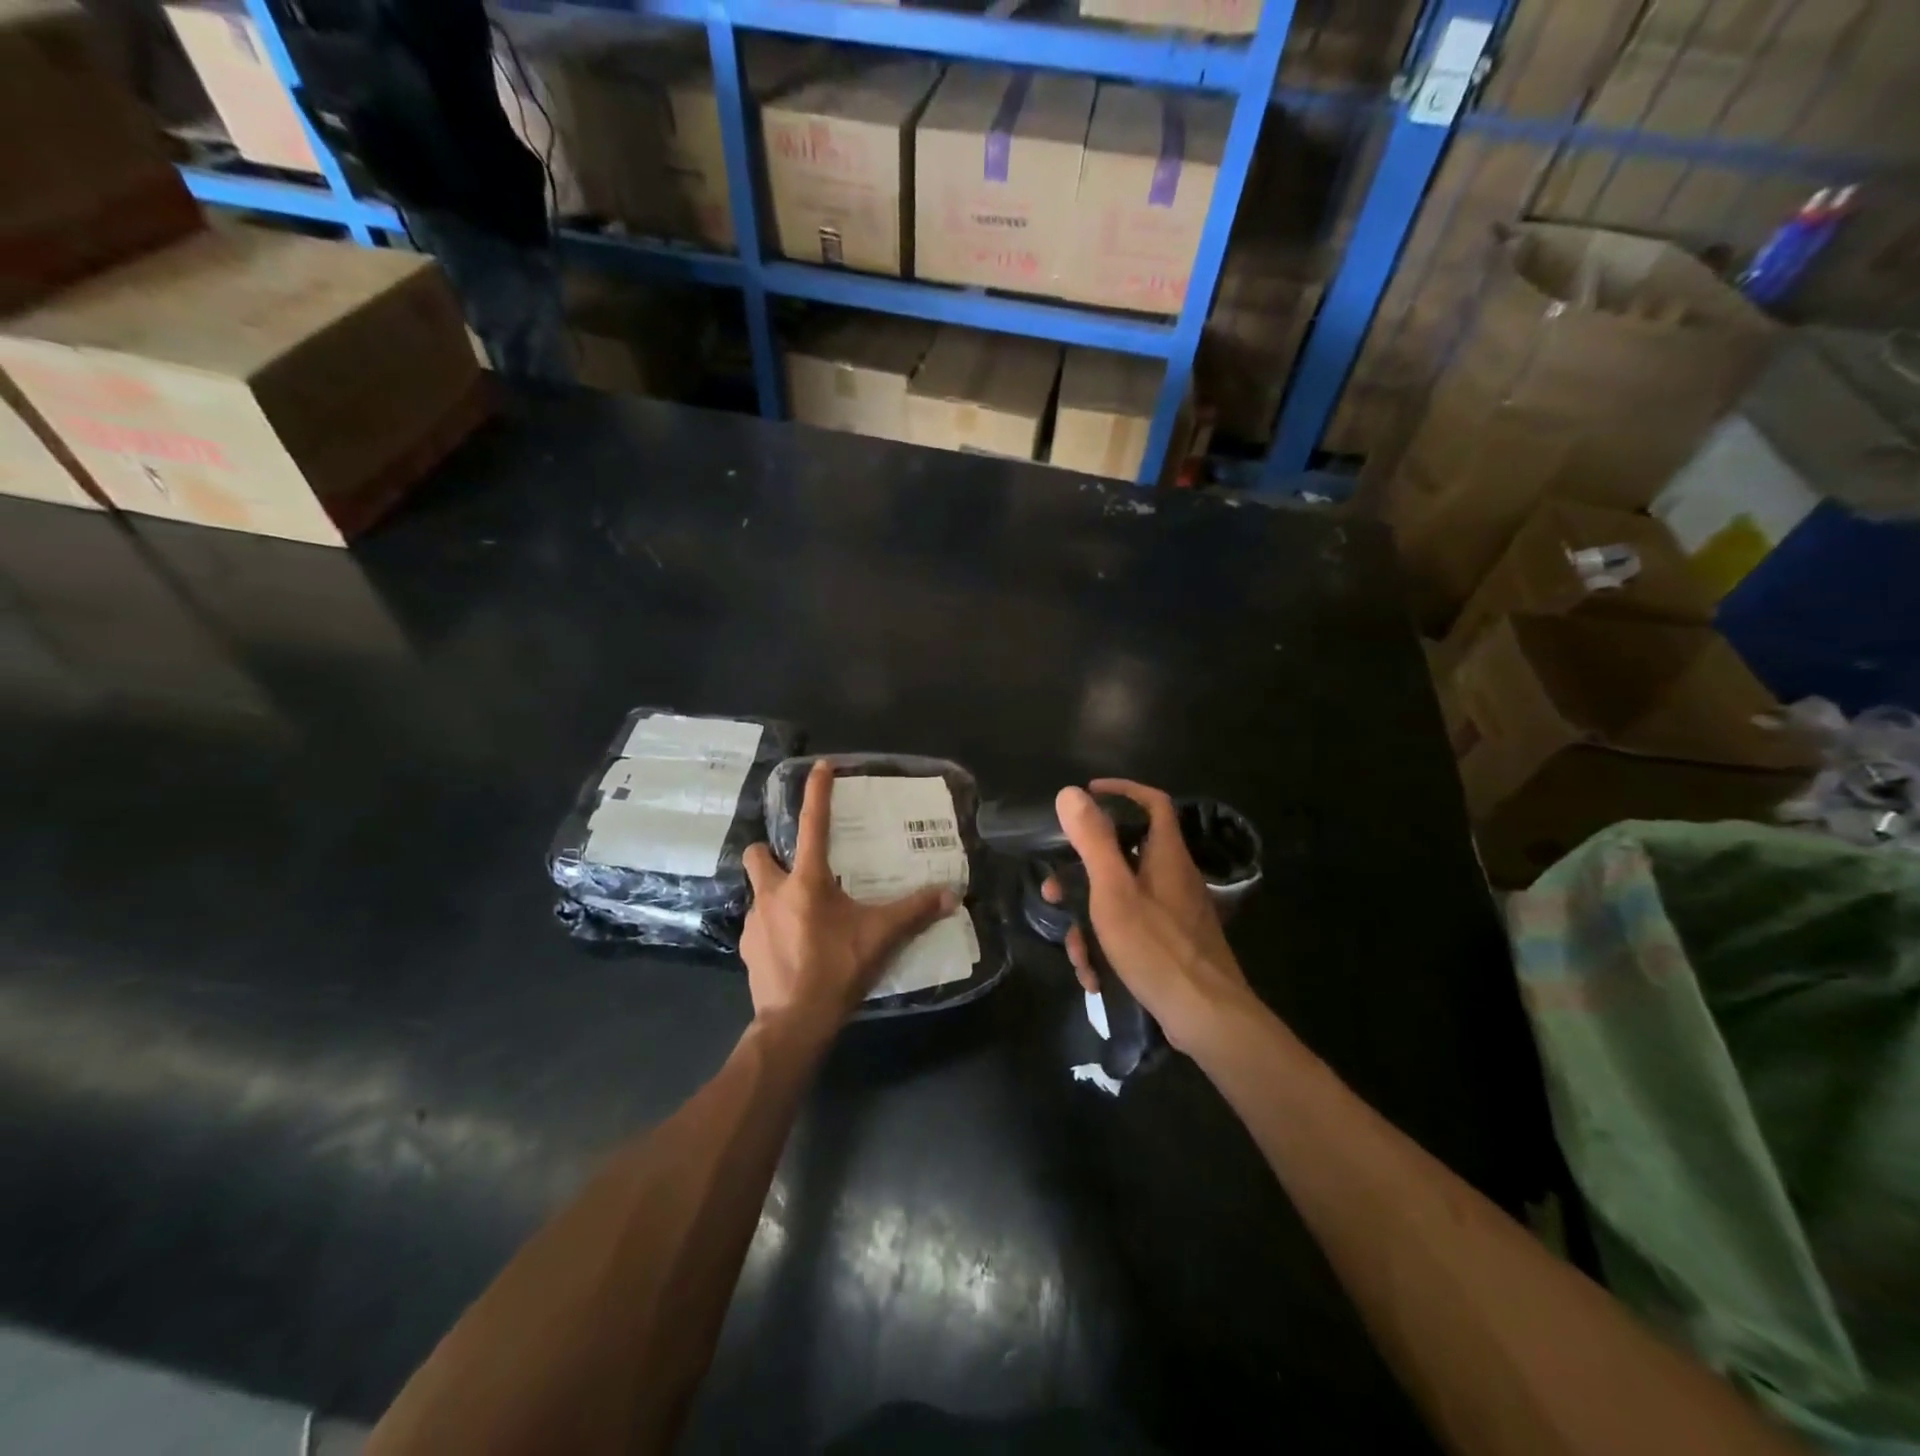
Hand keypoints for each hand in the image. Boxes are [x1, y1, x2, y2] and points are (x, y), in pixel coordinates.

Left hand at [741, 761, 955, 1032]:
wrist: (794, 1022)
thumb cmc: (837, 969)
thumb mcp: (881, 937)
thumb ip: (915, 912)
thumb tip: (952, 895)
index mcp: (805, 881)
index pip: (813, 824)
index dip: (817, 792)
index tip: (821, 766)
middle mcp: (772, 893)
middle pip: (758, 853)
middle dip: (771, 851)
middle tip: (797, 865)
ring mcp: (754, 921)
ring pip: (759, 891)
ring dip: (776, 894)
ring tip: (803, 914)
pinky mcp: (747, 947)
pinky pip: (759, 924)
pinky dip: (774, 927)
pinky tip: (794, 946)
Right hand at [1045, 779, 1253, 1054]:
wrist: (1207, 1018)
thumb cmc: (1156, 947)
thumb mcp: (1113, 891)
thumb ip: (1093, 841)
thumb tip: (1071, 793)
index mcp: (1166, 856)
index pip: (1152, 803)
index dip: (1121, 791)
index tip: (1087, 796)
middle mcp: (1174, 878)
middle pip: (1124, 857)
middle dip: (1082, 876)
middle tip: (1053, 892)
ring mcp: (1175, 914)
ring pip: (1121, 901)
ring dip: (1090, 923)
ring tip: (1076, 955)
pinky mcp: (1173, 945)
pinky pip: (1132, 931)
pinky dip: (1109, 947)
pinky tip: (1095, 977)